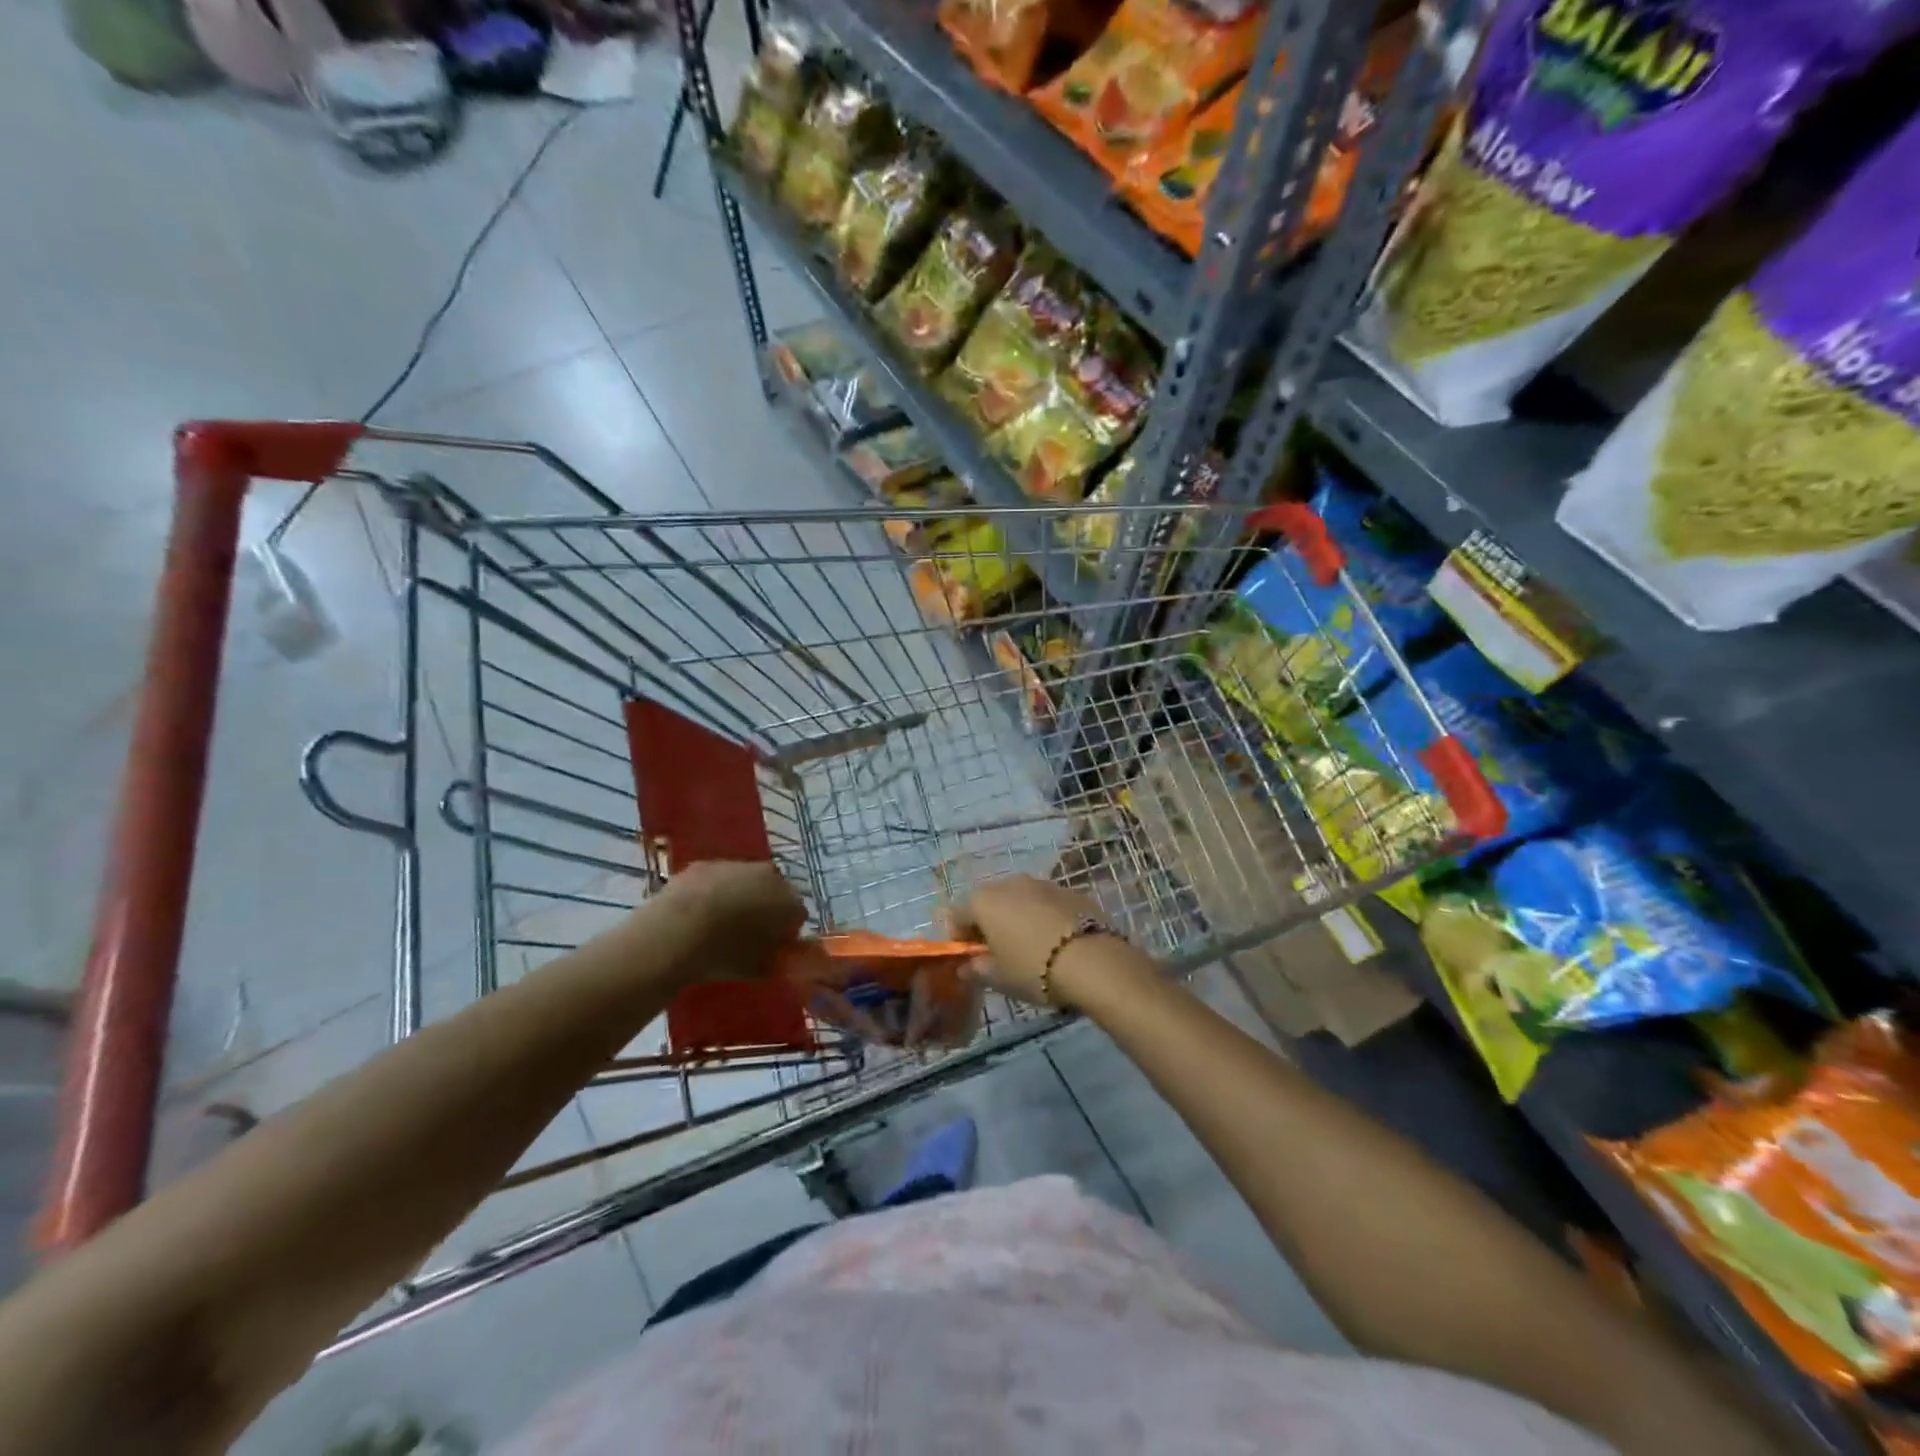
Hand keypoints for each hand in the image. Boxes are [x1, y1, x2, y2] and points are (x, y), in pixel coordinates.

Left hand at [656, 861, 806, 980]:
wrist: (676, 931)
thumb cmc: (725, 954)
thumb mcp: (759, 969)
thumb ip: (778, 959)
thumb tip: (781, 954)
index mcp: (789, 901)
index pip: (798, 915)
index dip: (785, 932)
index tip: (772, 947)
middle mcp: (769, 875)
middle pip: (775, 891)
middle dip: (766, 908)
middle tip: (748, 932)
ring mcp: (736, 864)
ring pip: (745, 881)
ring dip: (739, 896)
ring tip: (719, 923)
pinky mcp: (705, 863)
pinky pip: (716, 878)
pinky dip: (712, 891)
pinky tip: (697, 912)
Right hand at [947, 875, 1105, 1008]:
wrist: (1093, 961)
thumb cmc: (1034, 969)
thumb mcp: (999, 978)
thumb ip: (976, 969)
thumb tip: (965, 966)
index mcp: (984, 901)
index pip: (957, 915)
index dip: (959, 937)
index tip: (970, 958)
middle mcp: (1010, 883)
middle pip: (989, 902)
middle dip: (988, 923)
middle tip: (998, 952)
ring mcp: (1042, 883)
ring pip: (1019, 899)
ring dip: (1017, 917)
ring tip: (1029, 946)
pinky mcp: (1070, 890)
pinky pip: (1046, 903)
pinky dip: (1043, 916)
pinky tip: (1055, 941)